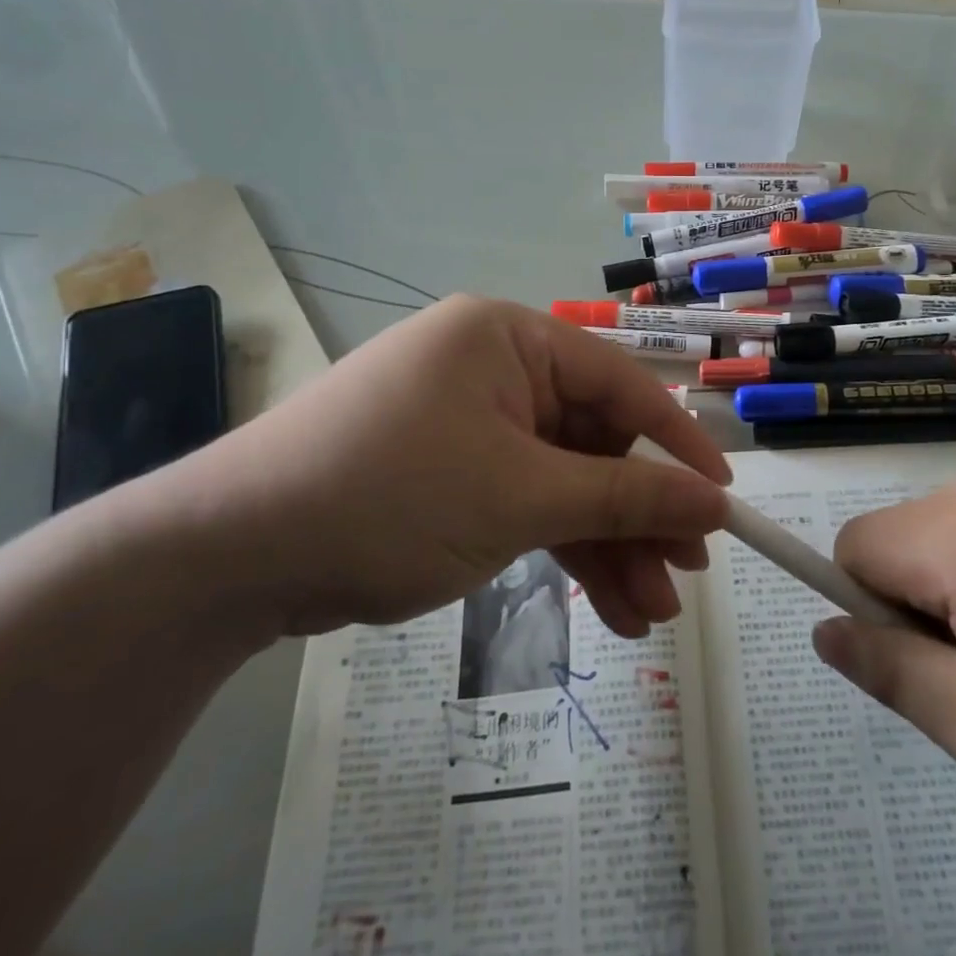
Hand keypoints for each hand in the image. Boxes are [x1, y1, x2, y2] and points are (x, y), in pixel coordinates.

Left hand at [137, 297, 729, 639]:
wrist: (233, 557)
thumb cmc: (391, 496)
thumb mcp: (522, 497)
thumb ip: (626, 498)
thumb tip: (714, 505)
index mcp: (509, 339)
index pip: (620, 386)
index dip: (677, 447)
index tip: (723, 502)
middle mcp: (494, 370)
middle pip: (594, 443)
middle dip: (640, 516)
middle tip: (687, 577)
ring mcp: (471, 425)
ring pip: (564, 484)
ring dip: (608, 547)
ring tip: (651, 616)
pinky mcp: (451, 474)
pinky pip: (526, 505)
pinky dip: (562, 552)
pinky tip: (605, 607)